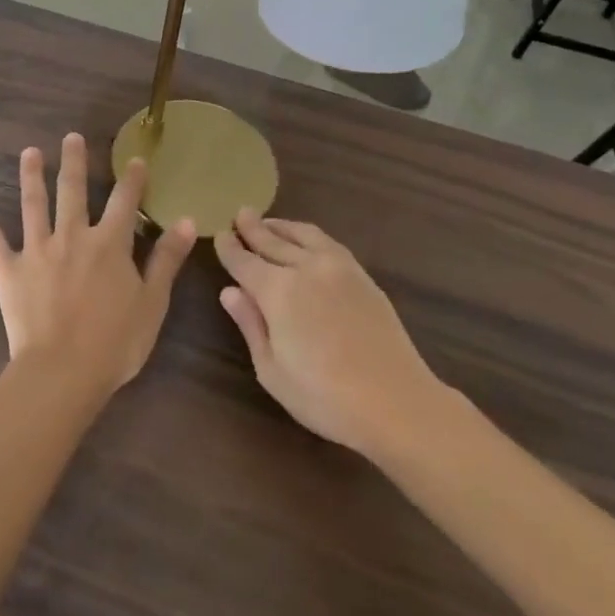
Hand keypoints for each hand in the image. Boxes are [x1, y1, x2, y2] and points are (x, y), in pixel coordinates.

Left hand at [0, 134, 196, 402]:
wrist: (63, 373)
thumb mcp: (153, 302)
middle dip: (74, 161)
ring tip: (30, 152)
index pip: (124, 201)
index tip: (135, 159)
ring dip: (32, 176)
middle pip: (74, 190)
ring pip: (34, 204)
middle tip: (71, 136)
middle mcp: (73, 236)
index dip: (132, 179)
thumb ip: (167, 259)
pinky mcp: (10, 270)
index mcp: (109, 244)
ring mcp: (38, 250)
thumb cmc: (115, 343)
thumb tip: (187, 220)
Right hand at [215, 211, 455, 456]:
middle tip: (239, 214)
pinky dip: (308, 234)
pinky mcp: (361, 275)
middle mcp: (305, 268)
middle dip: (252, 228)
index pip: (244, 261)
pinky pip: (327, 242)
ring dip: (281, 226)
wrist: (395, 402)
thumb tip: (229, 291)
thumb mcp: (272, 370)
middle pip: (272, 240)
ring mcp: (337, 267)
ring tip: (268, 222)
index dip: (229, 248)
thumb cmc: (324, 397)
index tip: (219, 234)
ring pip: (302, 235)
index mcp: (278, 291)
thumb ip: (250, 325)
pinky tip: (305, 239)